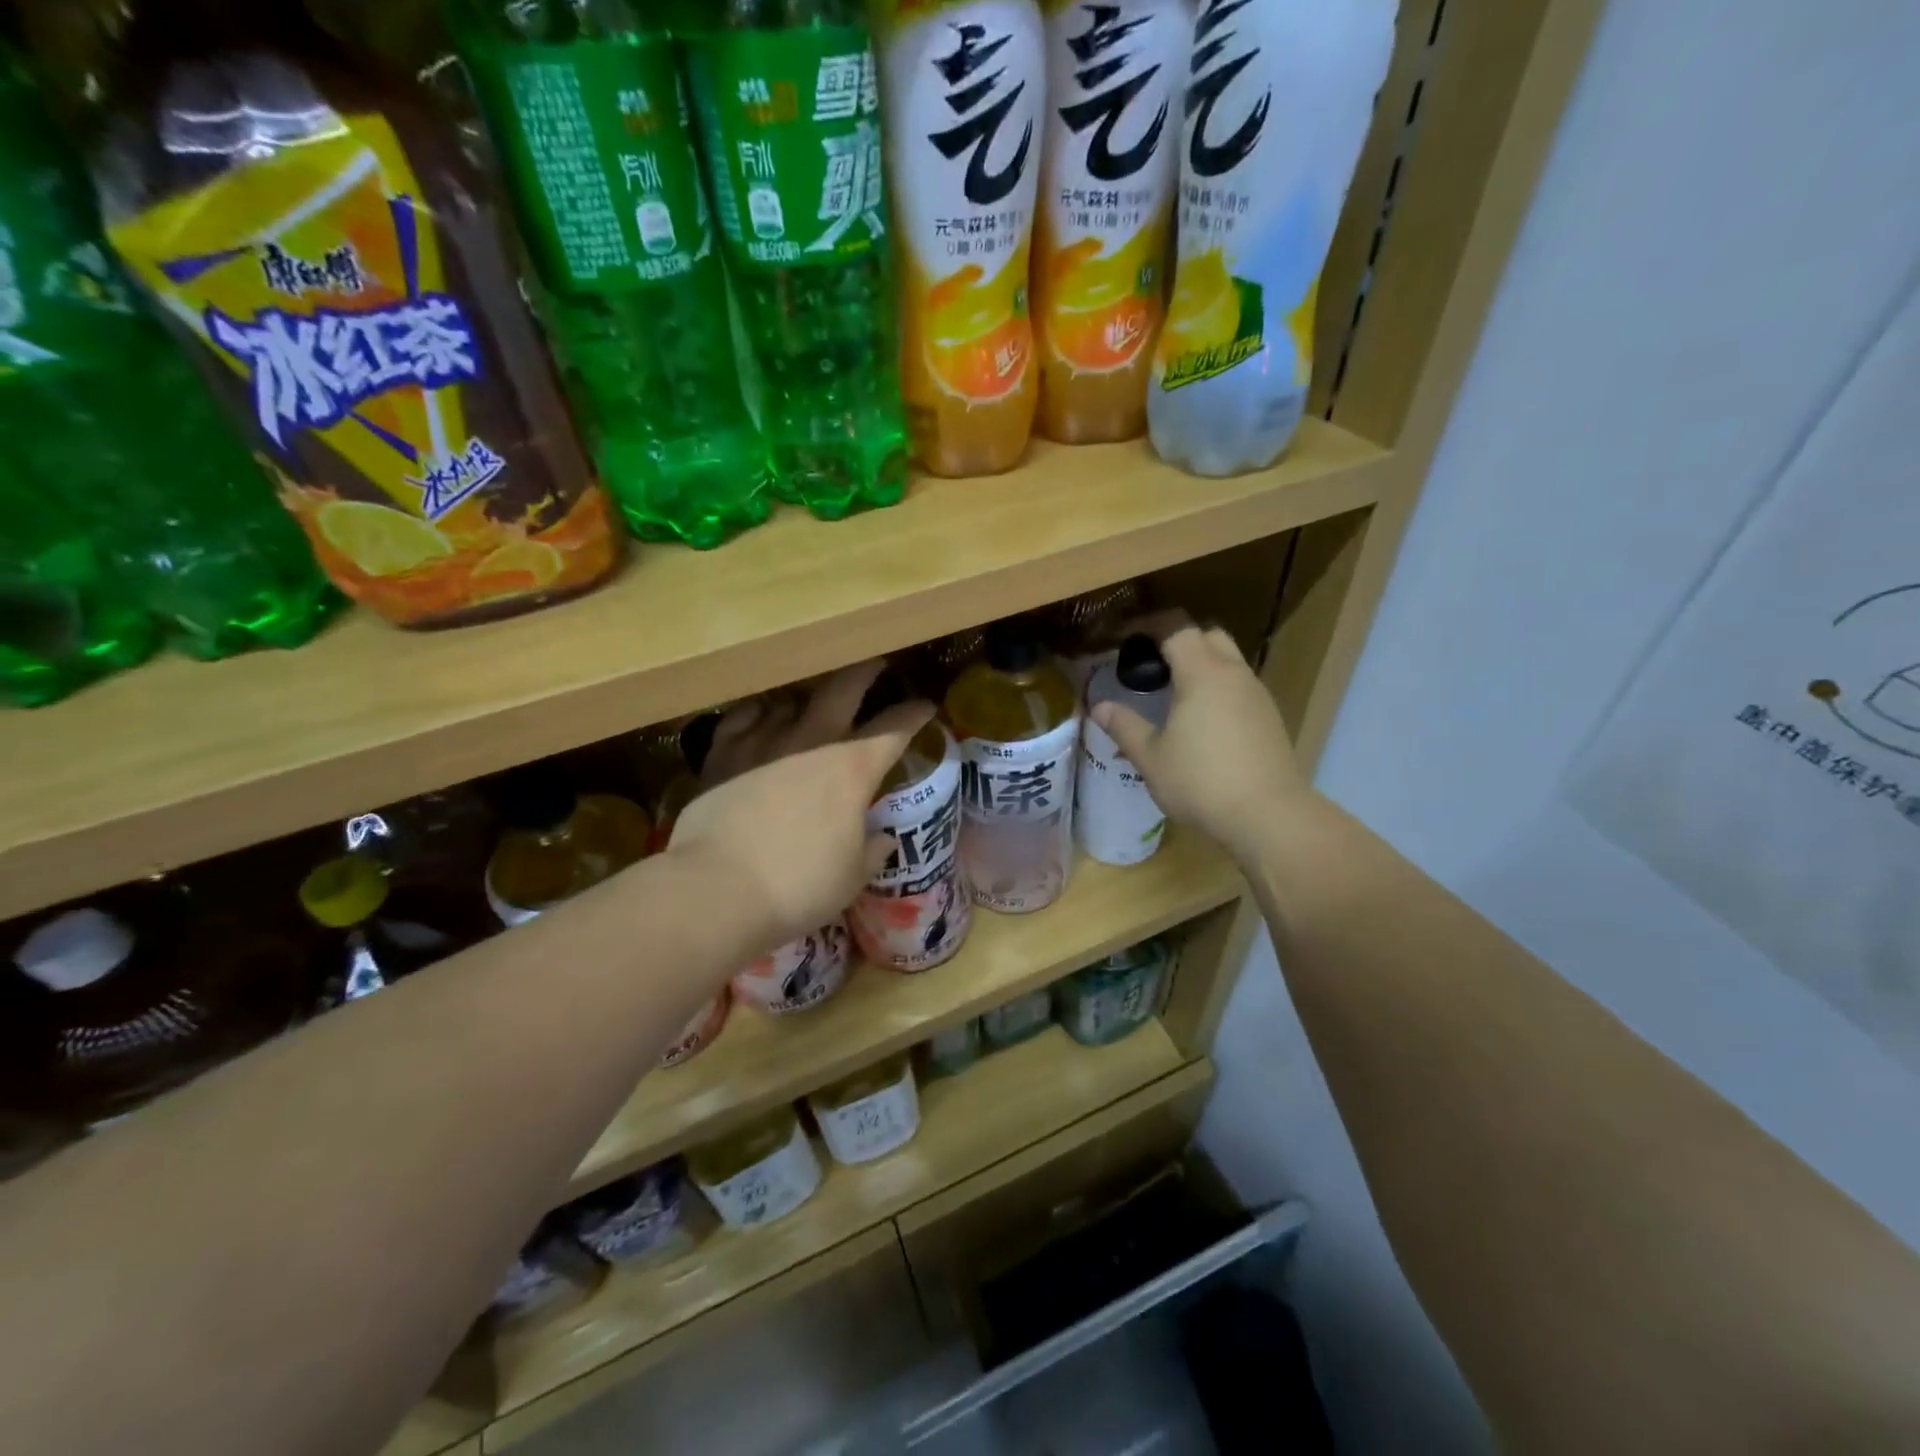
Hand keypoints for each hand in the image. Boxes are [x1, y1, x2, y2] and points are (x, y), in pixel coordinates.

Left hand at [669, 661, 934, 950]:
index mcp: (851, 769)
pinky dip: (758, 714)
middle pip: (843, 690)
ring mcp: (762, 742)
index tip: (926, 706)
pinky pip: (743, 717)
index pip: (894, 729)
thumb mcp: (851, 878)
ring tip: (811, 702)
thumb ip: (872, 852)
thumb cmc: (798, 885)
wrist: (716, 889)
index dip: (914, 714)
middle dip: (865, 673)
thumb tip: (882, 840)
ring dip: (807, 698)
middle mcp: (810, 742)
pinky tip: (760, 718)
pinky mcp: (723, 754)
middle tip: (877, 663)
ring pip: (791, 700)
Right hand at [1090, 624, 1311, 865]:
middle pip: (1207, 635)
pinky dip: (1217, 687)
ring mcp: (1257, 694)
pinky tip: (1201, 719)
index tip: (1124, 634)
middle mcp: (1234, 674)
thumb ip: (1124, 726)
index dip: (1148, 623)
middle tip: (1150, 662)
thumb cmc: (1201, 782)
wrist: (1268, 816)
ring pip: (1228, 660)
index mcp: (1202, 673)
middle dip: (1178, 638)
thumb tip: (1099, 707)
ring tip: (1172, 692)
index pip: (1176, 627)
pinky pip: (1239, 685)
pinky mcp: (1269, 717)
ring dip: (1200, 663)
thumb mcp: (1151, 757)